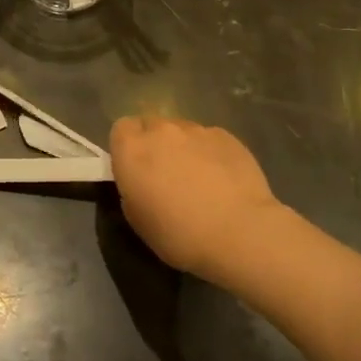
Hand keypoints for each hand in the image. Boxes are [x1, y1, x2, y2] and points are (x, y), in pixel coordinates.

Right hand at [110, 115, 281, 282]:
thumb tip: (142, 180)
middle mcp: (162, 131)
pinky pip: (209, 139)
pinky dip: (210, 153)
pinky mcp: (227, 136)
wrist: (239, 233)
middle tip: (166, 175)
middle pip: (152, 126)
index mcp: (132, 150)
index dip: (127, 146)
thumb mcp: (138, 220)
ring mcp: (197, 130)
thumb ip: (132, 188)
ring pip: (182, 131)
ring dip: (184, 148)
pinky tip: (224, 179)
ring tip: (200, 178)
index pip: (121, 128)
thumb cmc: (179, 234)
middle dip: (155, 144)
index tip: (135, 168)